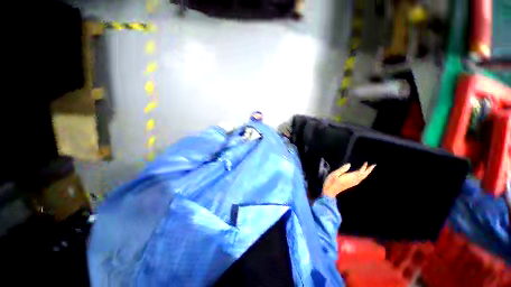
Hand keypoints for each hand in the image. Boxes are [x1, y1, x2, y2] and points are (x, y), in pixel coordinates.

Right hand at [322, 162, 375, 197]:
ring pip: (362, 178)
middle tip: (374, 165)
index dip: (363, 167)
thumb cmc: (331, 182)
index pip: (359, 172)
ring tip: (369, 169)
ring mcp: (352, 183)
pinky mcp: (350, 184)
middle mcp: (353, 180)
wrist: (329, 191)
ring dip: (366, 173)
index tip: (366, 162)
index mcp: (349, 177)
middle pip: (363, 175)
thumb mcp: (334, 174)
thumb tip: (349, 164)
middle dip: (368, 170)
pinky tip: (362, 176)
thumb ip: (342, 169)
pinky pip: (359, 180)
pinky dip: (362, 176)